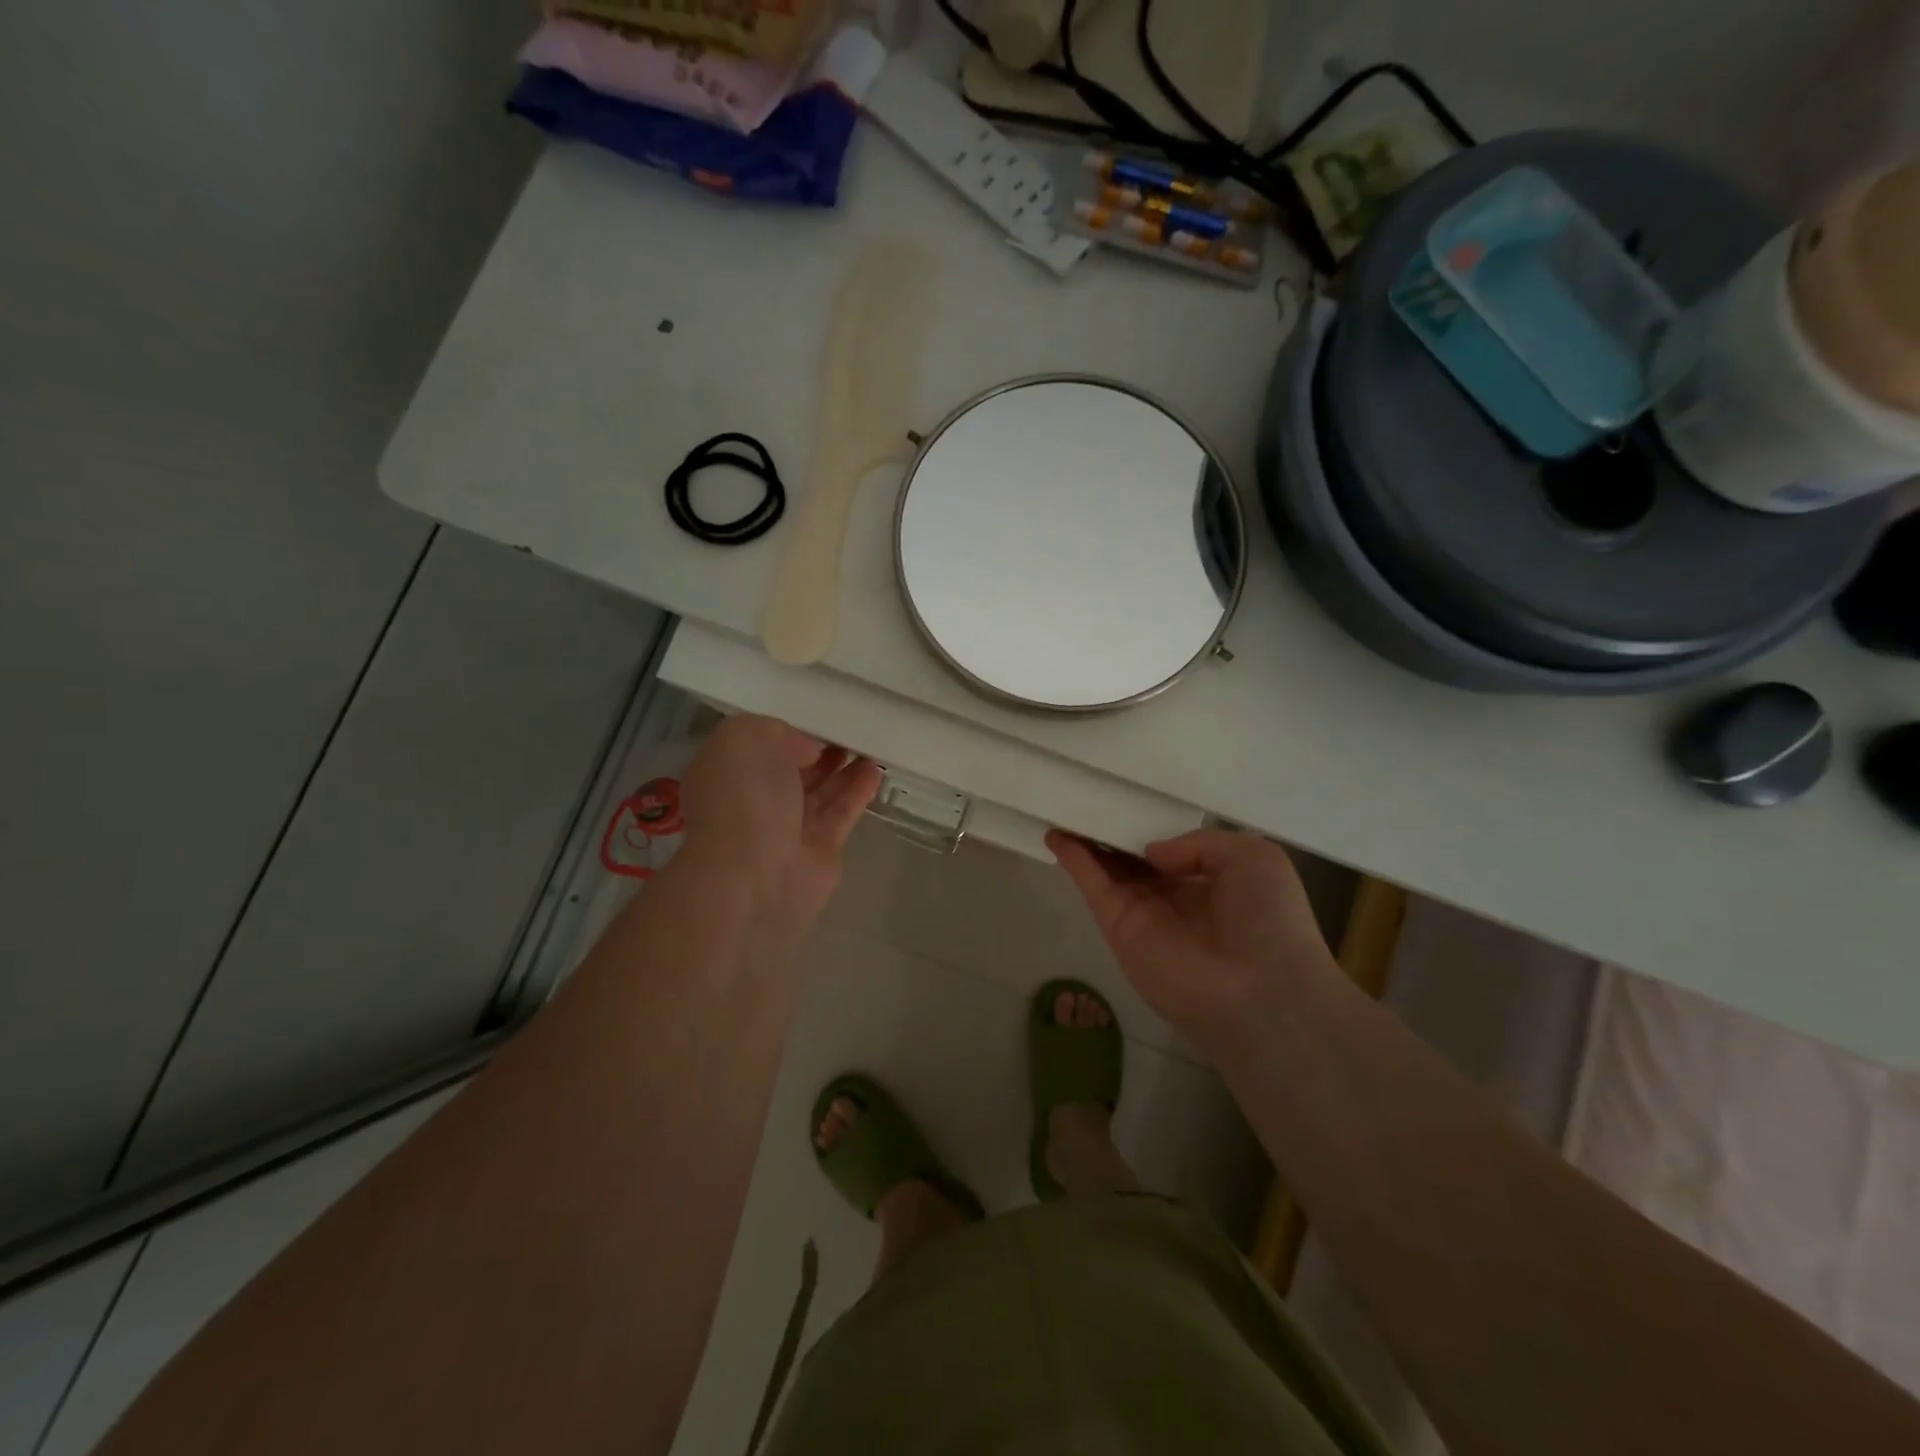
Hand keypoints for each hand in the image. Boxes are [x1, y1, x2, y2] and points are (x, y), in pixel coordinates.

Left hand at [679, 716, 881, 940]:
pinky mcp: (820, 849)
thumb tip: (807, 750)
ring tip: (872, 747)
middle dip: (820, 751)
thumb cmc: (743, 797)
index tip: (820, 719)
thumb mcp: (747, 737)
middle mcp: (755, 800)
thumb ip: (780, 731)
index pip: (762, 745)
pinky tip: (876, 772)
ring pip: (822, 792)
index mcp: (728, 771)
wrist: (753, 874)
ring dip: (845, 770)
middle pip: (794, 770)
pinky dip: (859, 792)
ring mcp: (788, 828)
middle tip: (852, 731)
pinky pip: (842, 813)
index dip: (791, 731)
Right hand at [1047, 827, 1337, 1042]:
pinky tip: (1057, 834)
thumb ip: (1199, 842)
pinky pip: (1093, 887)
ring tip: (1063, 809)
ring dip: (1086, 842)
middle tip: (1086, 801)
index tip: (1129, 802)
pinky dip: (1074, 860)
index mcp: (1210, 882)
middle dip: (1111, 833)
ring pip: (1108, 870)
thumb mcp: (1253, 857)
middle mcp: (1173, 898)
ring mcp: (1143, 914)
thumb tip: (1153, 852)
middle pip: (1132, 859)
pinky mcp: (1119, 929)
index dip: (1148, 828)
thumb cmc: (1269, 919)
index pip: (1170, 851)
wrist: (1260, 989)